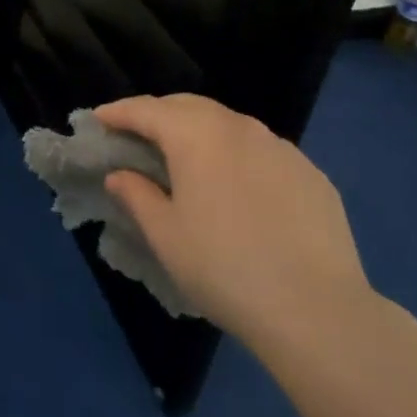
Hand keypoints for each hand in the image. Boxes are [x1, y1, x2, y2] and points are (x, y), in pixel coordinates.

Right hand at [95, 95, 372, 349]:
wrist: (317, 310)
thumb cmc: (224, 268)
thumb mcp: (166, 235)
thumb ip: (137, 195)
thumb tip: (120, 175)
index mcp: (196, 135)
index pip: (147, 110)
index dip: (118, 112)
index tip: (99, 119)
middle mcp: (239, 127)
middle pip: (189, 106)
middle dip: (158, 114)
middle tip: (137, 134)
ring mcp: (281, 147)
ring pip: (228, 124)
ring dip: (199, 131)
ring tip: (186, 157)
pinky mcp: (311, 173)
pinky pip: (262, 150)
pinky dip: (236, 154)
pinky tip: (236, 186)